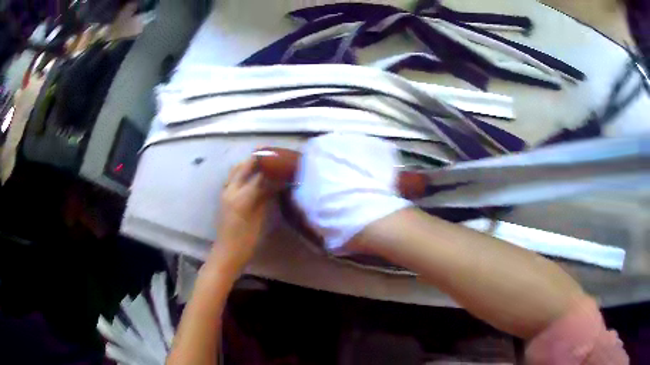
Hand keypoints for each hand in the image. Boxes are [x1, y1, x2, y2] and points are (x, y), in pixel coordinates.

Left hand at [208, 158, 276, 274]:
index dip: (271, 167)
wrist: (227, 253)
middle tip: (272, 155)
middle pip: (244, 166)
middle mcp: (231, 190)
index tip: (283, 162)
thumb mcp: (260, 219)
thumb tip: (277, 182)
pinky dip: (242, 172)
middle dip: (257, 158)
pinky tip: (251, 175)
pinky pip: (232, 177)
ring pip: (235, 170)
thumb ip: (266, 197)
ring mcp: (225, 192)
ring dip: (248, 163)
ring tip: (262, 162)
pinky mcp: (223, 196)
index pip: (258, 174)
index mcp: (241, 196)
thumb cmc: (246, 240)